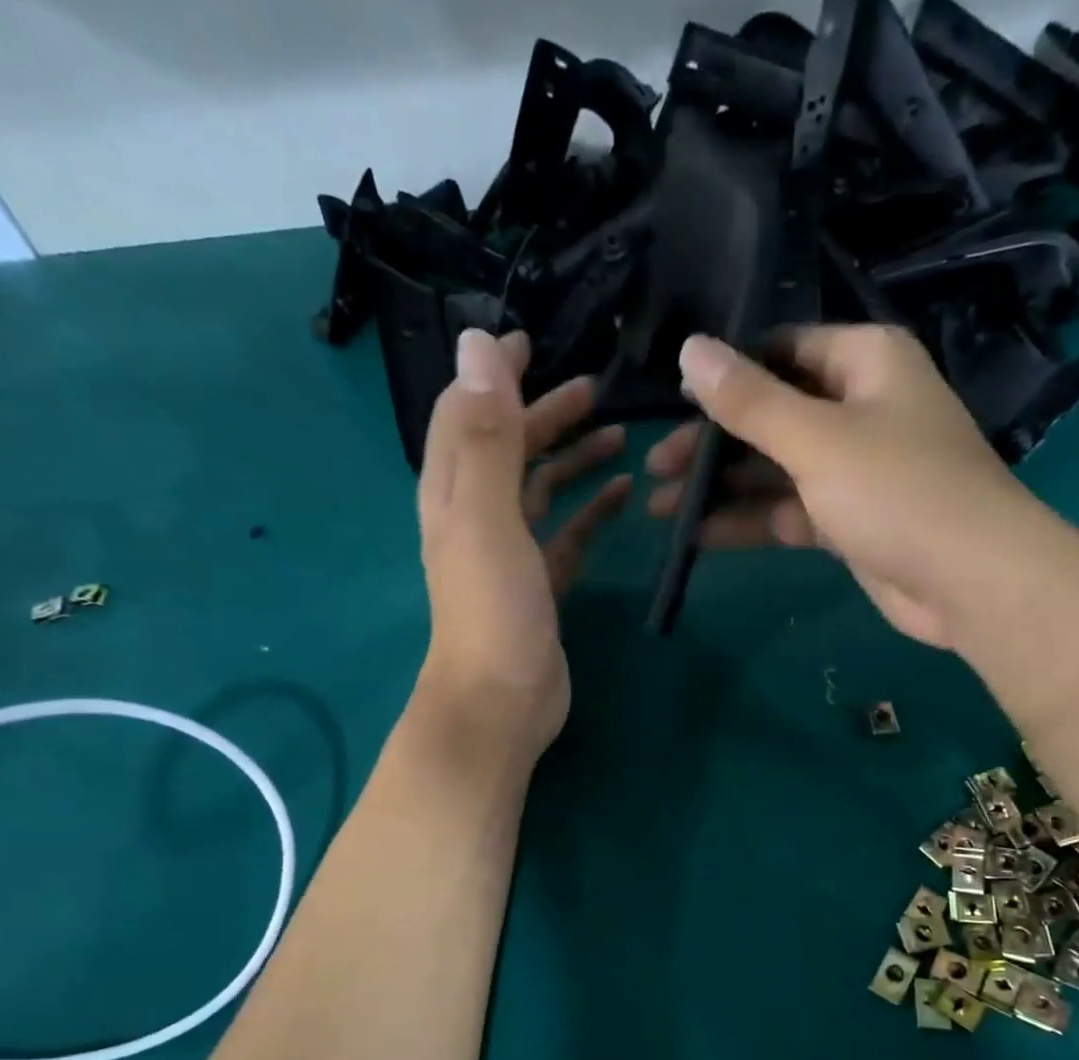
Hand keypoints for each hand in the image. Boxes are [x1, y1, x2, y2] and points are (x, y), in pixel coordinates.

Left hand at [415, 329, 629, 758]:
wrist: (501, 702)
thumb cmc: (493, 610)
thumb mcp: (487, 516)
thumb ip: (487, 435)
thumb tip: (479, 344)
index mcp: (455, 492)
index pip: (467, 414)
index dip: (493, 374)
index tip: (529, 339)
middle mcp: (477, 516)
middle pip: (509, 448)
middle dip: (545, 413)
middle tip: (595, 387)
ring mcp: (510, 553)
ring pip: (541, 490)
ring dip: (573, 459)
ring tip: (618, 435)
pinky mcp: (540, 585)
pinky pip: (567, 534)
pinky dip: (591, 511)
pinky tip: (623, 495)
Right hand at [648, 325, 1028, 647]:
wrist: (970, 581)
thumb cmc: (897, 490)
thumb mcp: (816, 438)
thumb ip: (750, 400)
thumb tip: (690, 349)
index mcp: (865, 362)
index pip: (782, 350)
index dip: (726, 373)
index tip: (672, 400)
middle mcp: (860, 407)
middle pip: (772, 413)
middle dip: (713, 441)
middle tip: (655, 465)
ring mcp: (855, 468)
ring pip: (775, 468)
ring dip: (722, 487)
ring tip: (658, 505)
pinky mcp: (849, 520)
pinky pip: (788, 510)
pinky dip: (748, 521)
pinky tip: (696, 535)